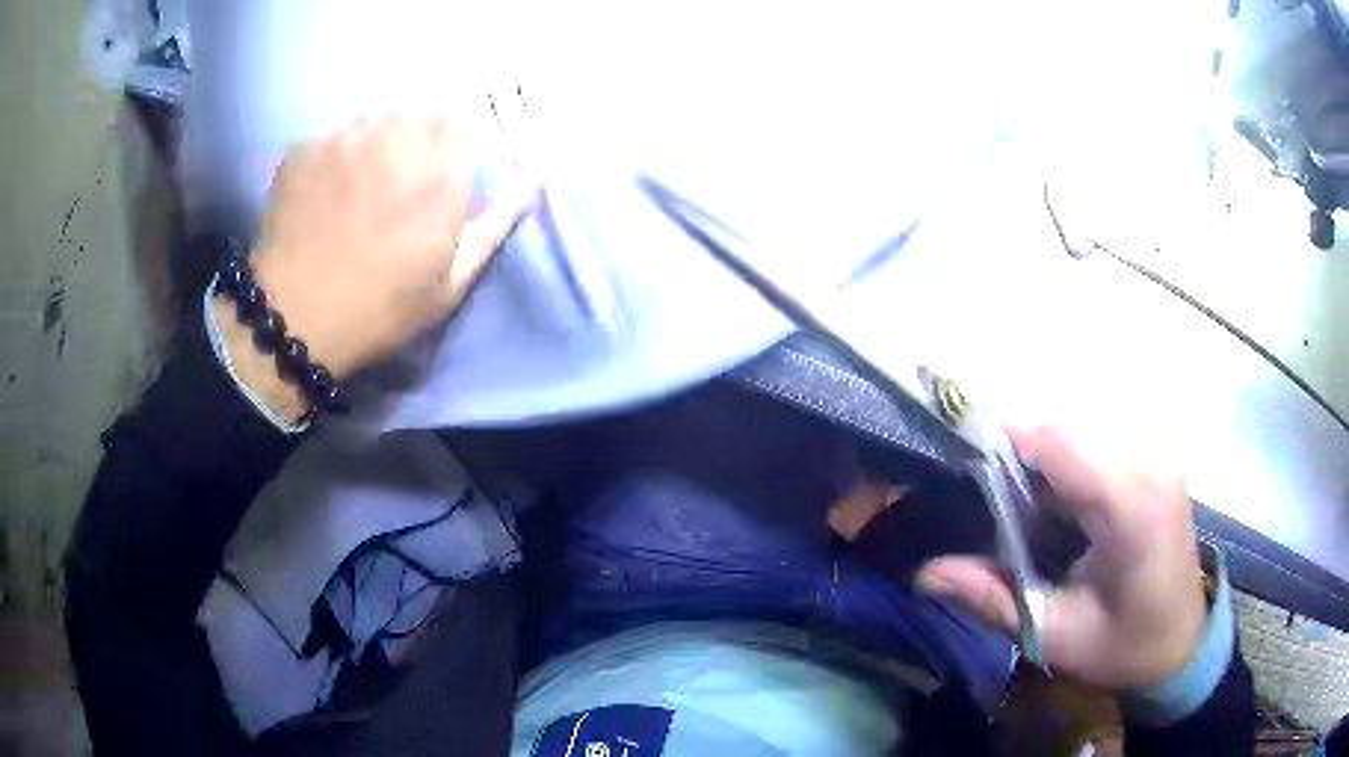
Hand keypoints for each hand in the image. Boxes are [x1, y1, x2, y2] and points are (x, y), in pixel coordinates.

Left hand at [214, 116, 527, 418]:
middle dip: (416, 138)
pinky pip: (332, 135)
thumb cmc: (379, 309)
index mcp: (440, 172)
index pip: (462, 121)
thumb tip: (530, 183)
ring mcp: (345, 139)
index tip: (442, 169)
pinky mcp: (305, 147)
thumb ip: (493, 226)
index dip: (453, 143)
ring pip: (373, 118)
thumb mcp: (450, 283)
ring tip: (358, 181)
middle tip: (397, 180)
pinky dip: (334, 154)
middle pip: (418, 112)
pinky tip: (323, 190)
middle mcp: (396, 139)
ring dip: (375, 140)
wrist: (293, 321)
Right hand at [916, 426, 1206, 692]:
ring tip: (1017, 504)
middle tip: (980, 492)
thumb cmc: (1124, 647)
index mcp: (1133, 511)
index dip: (1010, 437)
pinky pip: (1101, 445)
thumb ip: (995, 599)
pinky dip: (1068, 464)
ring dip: (1043, 459)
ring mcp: (1158, 459)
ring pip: (1084, 433)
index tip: (960, 448)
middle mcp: (1150, 468)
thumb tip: (926, 573)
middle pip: (1071, 432)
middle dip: (1020, 452)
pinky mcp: (1157, 463)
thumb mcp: (1057, 636)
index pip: (1065, 446)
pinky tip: (1057, 505)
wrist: (1182, 644)